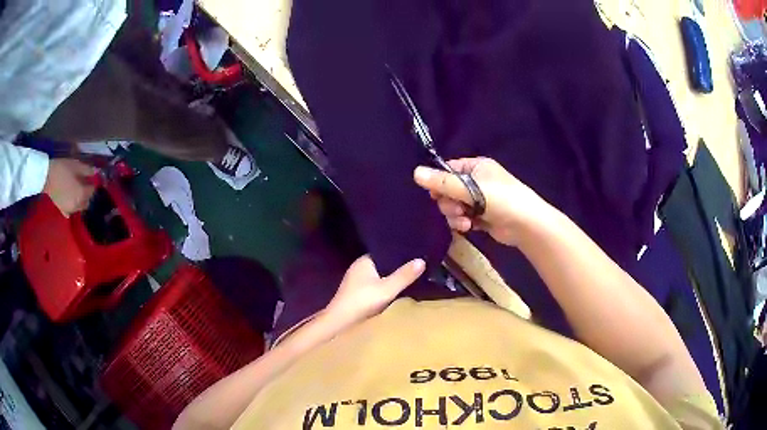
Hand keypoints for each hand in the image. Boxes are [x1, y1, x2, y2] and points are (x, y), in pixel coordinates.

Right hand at [43, 159, 96, 215]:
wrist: (47, 176)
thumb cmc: (63, 169)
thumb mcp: (77, 166)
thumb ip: (87, 170)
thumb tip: (96, 171)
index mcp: (81, 195)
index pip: (92, 192)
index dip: (93, 184)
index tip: (92, 179)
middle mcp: (77, 205)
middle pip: (87, 201)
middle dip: (88, 194)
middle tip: (85, 184)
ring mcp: (69, 210)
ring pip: (80, 207)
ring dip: (81, 201)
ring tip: (78, 190)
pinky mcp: (62, 210)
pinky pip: (70, 212)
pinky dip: (73, 207)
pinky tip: (72, 200)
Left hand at [325, 255, 424, 325]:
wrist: (340, 322)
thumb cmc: (362, 301)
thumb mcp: (387, 289)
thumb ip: (404, 276)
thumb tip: (421, 260)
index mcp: (364, 261)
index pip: (385, 252)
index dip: (399, 254)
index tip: (415, 254)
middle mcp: (358, 267)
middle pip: (382, 264)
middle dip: (396, 267)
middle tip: (415, 267)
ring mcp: (355, 281)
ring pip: (377, 276)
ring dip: (389, 278)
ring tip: (408, 278)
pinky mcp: (355, 292)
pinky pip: (373, 285)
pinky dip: (382, 287)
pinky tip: (393, 291)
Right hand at [414, 157, 551, 245]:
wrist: (526, 224)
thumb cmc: (501, 199)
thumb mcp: (470, 188)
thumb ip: (442, 182)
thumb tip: (415, 173)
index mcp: (475, 167)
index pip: (448, 169)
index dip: (438, 181)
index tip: (433, 194)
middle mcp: (476, 181)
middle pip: (448, 190)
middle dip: (448, 202)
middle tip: (456, 209)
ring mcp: (479, 200)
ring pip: (453, 206)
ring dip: (454, 215)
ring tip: (465, 221)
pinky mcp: (481, 216)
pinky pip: (462, 217)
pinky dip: (462, 222)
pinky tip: (468, 227)